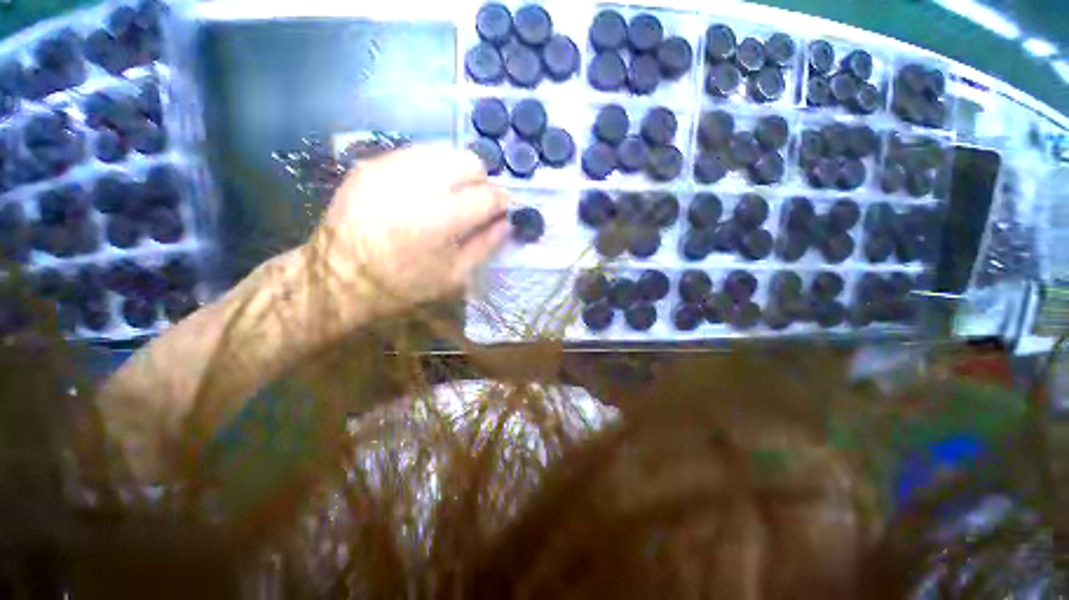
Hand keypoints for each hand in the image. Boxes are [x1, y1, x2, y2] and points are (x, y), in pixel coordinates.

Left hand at [307, 144, 509, 319]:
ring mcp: (389, 168)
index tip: (504, 212)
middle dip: (481, 182)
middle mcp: (415, 184)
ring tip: (450, 198)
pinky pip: (416, 155)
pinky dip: (431, 171)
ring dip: (457, 173)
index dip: (504, 203)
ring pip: (444, 151)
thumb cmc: (403, 286)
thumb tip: (509, 222)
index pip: (488, 196)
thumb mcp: (455, 276)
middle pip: (469, 161)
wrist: (337, 278)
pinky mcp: (371, 164)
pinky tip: (424, 194)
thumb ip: (487, 245)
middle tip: (476, 205)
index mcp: (439, 220)